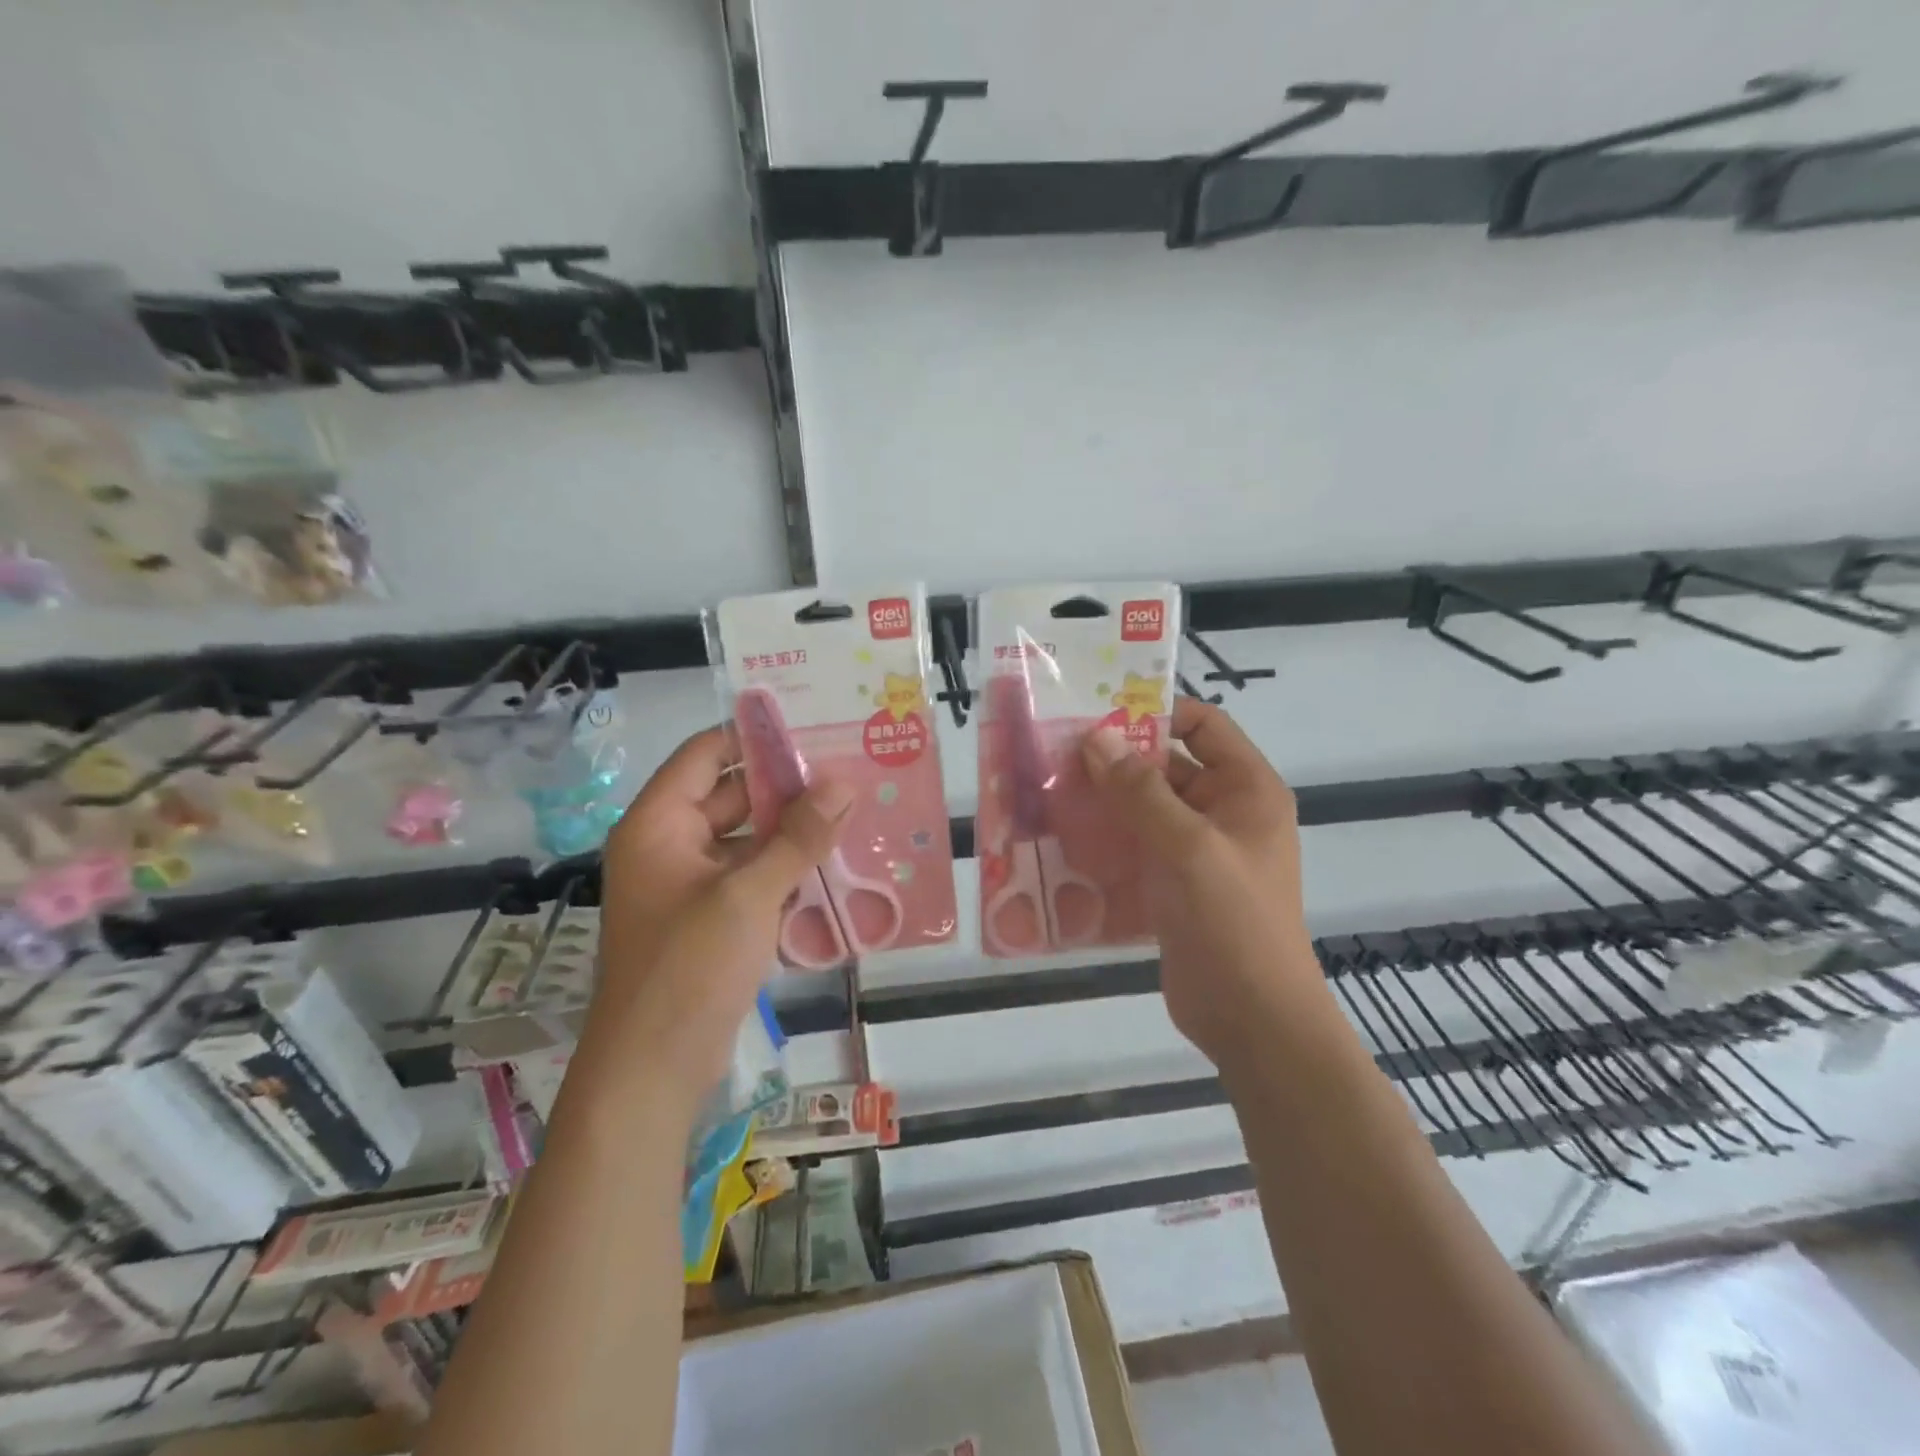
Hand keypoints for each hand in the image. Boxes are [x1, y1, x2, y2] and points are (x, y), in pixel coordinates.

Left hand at [584, 725, 852, 1109]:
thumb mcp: (748, 895)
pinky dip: (786, 871)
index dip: (754, 736)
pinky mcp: (710, 919)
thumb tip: (842, 784)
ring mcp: (690, 885)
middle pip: (732, 796)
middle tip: (847, 772)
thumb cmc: (689, 969)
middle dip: (787, 788)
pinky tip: (834, 868)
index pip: (706, 754)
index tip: (812, 727)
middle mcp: (670, 845)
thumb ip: (797, 837)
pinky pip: (751, 878)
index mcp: (659, 824)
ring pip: (747, 840)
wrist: (652, 1071)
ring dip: (793, 832)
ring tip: (852, 815)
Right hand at [1080, 698, 1325, 1069]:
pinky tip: (1063, 838)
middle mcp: (1225, 812)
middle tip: (1057, 752)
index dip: (1156, 713)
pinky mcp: (1174, 884)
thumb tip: (1096, 737)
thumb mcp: (1188, 847)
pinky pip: (1137, 846)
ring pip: (1146, 808)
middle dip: (1117, 759)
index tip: (1100, 712)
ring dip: (1105, 800)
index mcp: (1246, 790)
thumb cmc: (1232, 922)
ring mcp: (1198, 851)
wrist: (1251, 1019)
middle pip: (1167, 766)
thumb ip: (1141, 791)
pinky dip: (1106, 838)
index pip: (1204, 726)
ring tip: (1049, 790)